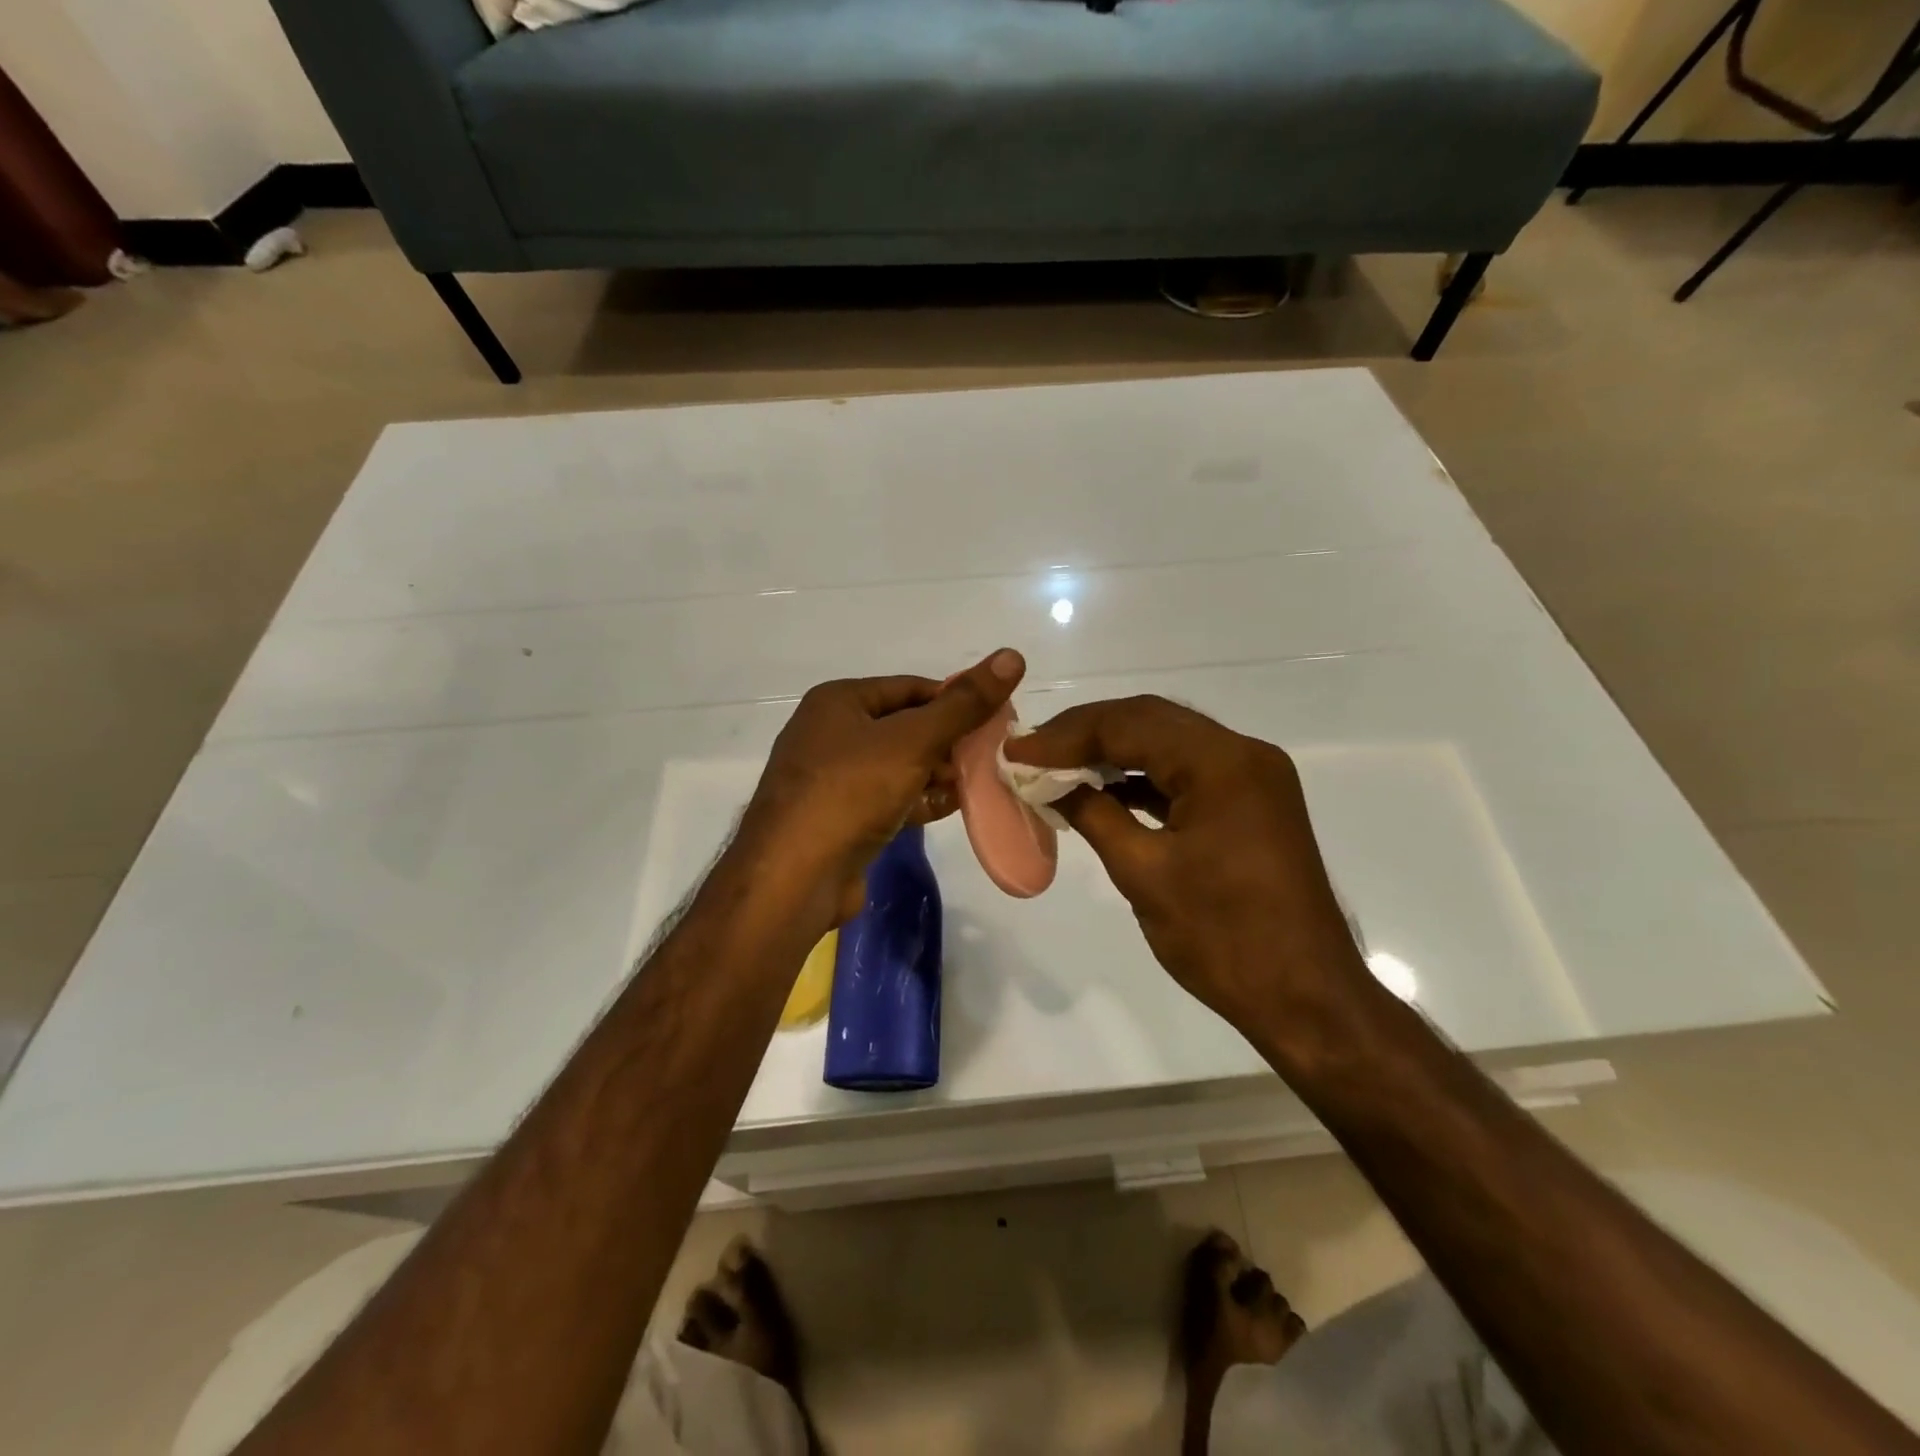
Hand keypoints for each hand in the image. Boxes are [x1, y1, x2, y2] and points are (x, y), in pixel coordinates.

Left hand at [734, 649, 1025, 931]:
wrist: (793, 879)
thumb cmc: (850, 792)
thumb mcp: (912, 741)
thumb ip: (963, 704)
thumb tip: (1012, 655)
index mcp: (839, 701)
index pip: (912, 688)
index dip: (956, 701)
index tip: (997, 721)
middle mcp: (831, 733)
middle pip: (907, 727)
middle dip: (950, 743)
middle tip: (993, 758)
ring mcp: (833, 779)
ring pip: (900, 766)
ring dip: (939, 775)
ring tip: (981, 785)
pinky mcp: (840, 818)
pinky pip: (889, 799)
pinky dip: (918, 801)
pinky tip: (951, 810)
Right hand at [1006, 695, 1369, 1039]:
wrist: (1306, 998)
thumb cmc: (1223, 938)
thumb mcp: (1143, 873)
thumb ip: (1093, 814)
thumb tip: (1048, 781)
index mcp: (1222, 763)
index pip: (1129, 725)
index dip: (1066, 736)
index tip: (1017, 753)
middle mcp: (1243, 753)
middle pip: (1151, 721)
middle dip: (1087, 733)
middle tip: (1033, 752)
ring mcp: (1253, 777)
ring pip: (1169, 742)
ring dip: (1114, 751)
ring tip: (1059, 767)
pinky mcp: (1252, 802)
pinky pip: (1188, 771)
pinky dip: (1144, 776)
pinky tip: (1105, 790)